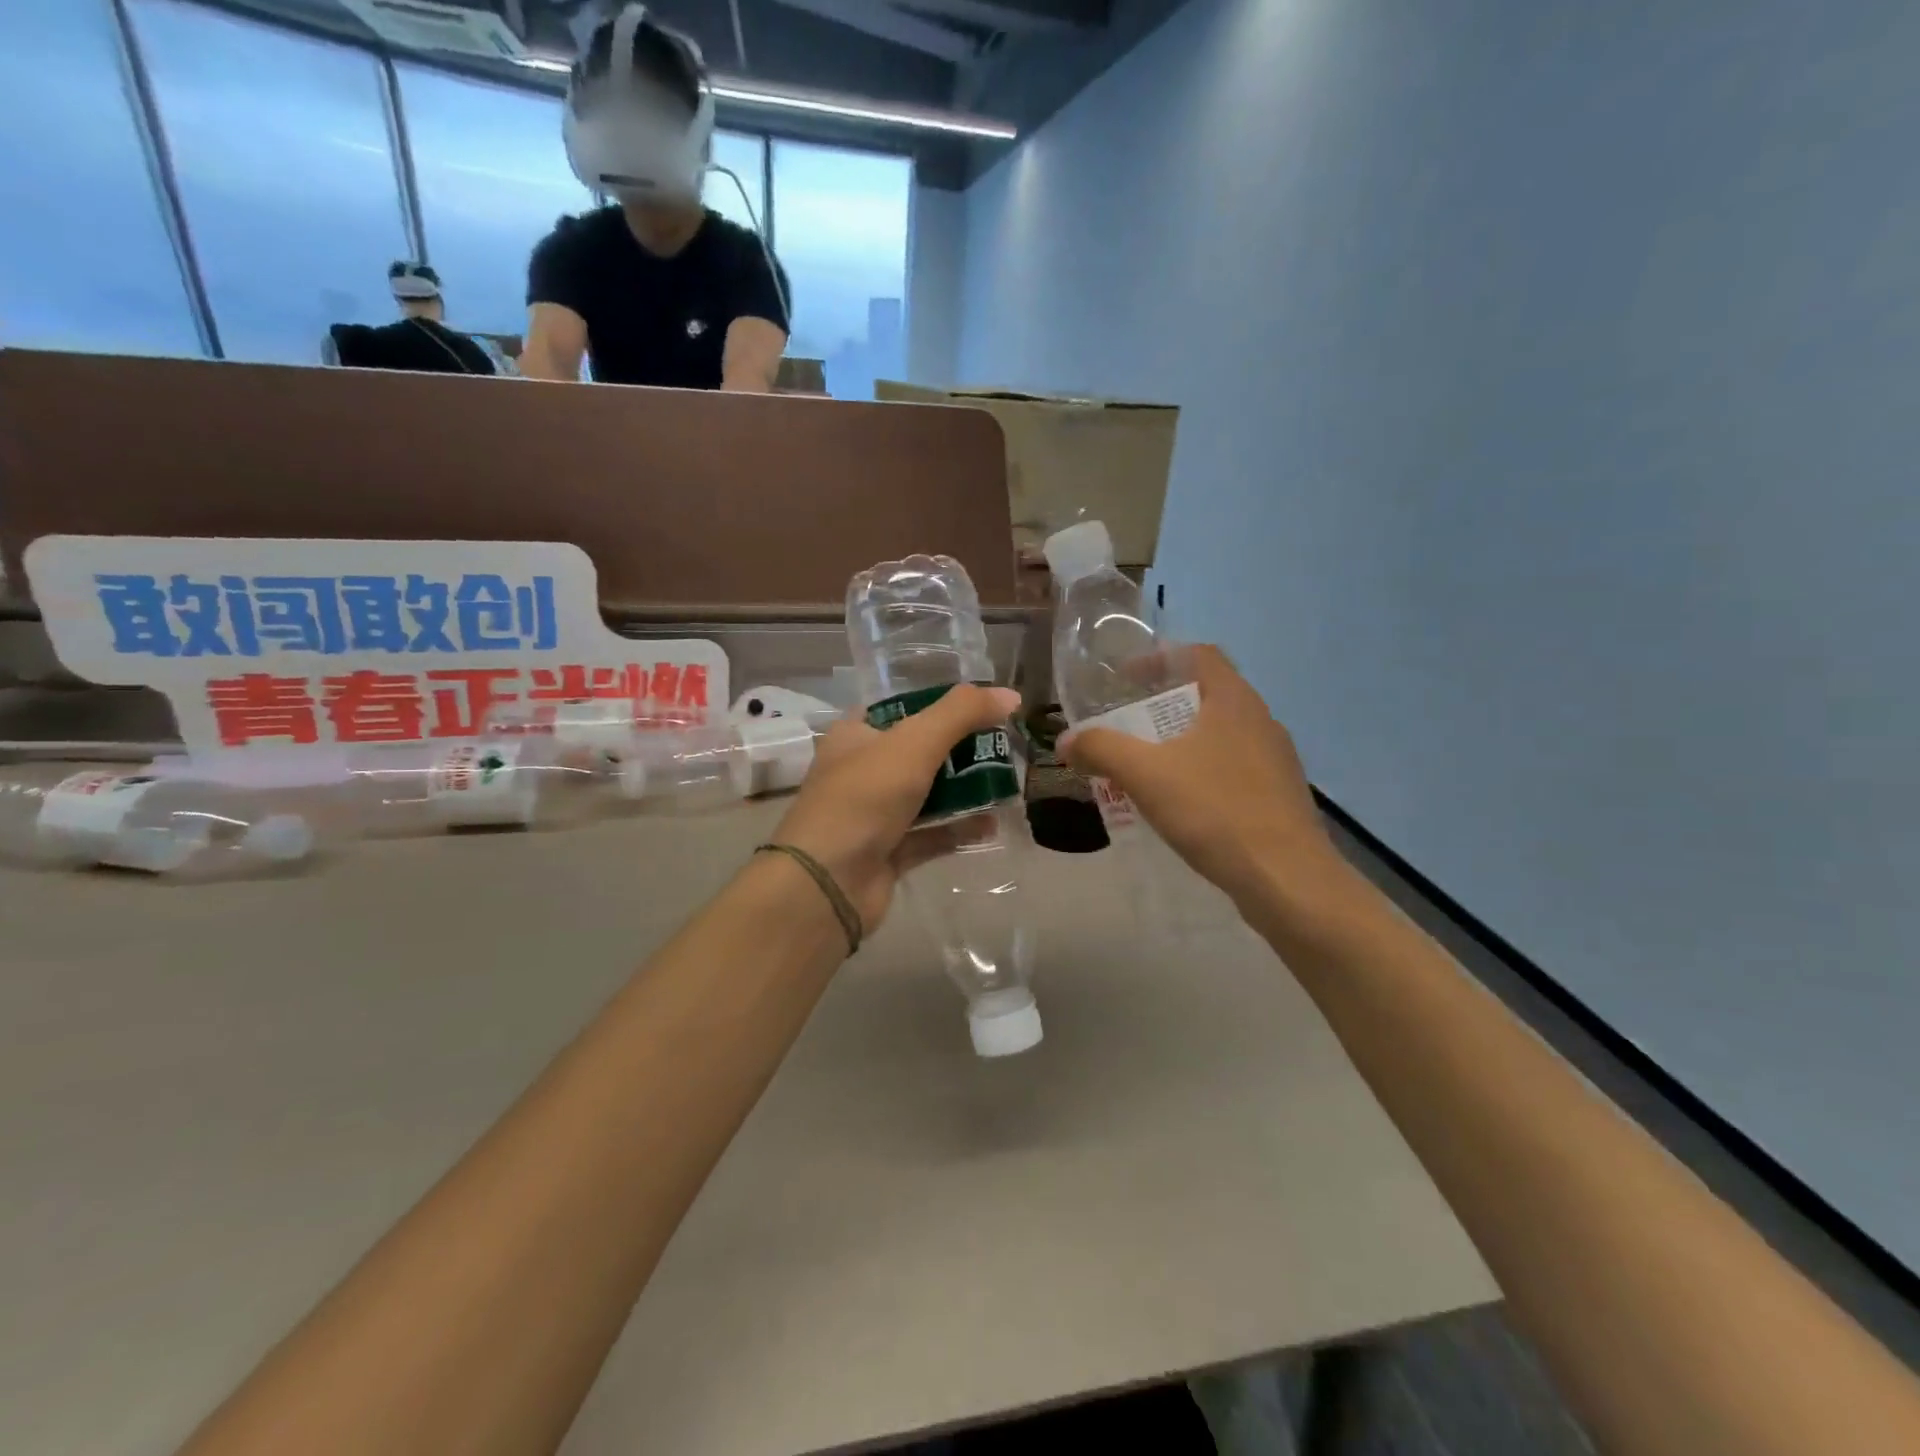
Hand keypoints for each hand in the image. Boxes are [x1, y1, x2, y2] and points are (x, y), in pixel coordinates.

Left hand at [769, 685, 1023, 936]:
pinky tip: (993, 825)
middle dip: (961, 749)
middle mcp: (861, 772)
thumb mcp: (915, 742)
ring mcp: (874, 815)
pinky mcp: (888, 853)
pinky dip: (958, 829)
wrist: (828, 882)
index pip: (899, 709)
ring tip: (1007, 782)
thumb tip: (1011, 695)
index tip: (981, 707)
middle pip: (919, 752)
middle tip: (1004, 746)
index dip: (938, 704)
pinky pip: (931, 835)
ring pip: (927, 795)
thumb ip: (962, 713)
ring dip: (964, 790)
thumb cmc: (864, 797)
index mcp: (855, 736)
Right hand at [1060, 645, 1347, 912]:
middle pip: (1209, 694)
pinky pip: (1233, 769)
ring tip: (1147, 764)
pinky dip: (1202, 772)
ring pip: (1221, 735)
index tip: (1126, 677)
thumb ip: (1101, 749)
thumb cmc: (1215, 810)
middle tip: (1127, 723)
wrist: (1286, 879)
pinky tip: (1180, 803)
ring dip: (1183, 741)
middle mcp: (1261, 721)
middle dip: (1164, 704)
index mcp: (1234, 701)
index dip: (1160, 657)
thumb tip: (1066, 740)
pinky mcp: (1278, 796)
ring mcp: (1275, 760)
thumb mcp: (1145, 774)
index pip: (1200, 654)